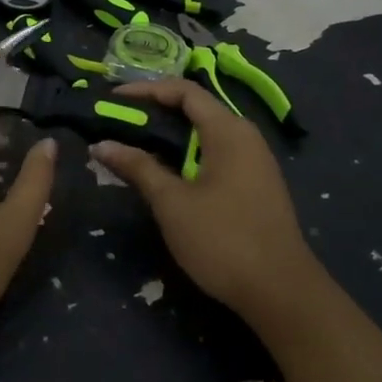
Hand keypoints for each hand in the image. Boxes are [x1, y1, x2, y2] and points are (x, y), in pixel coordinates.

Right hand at [91, 79, 321, 324]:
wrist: (280, 292)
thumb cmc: (222, 239)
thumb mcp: (172, 202)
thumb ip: (137, 167)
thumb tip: (101, 144)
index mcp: (228, 131)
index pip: (184, 91)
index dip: (146, 89)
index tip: (113, 98)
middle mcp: (245, 137)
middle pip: (195, 110)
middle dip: (154, 112)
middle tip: (117, 122)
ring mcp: (254, 162)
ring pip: (205, 135)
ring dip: (169, 136)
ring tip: (133, 146)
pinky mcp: (255, 186)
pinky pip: (215, 155)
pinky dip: (186, 155)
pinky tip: (165, 174)